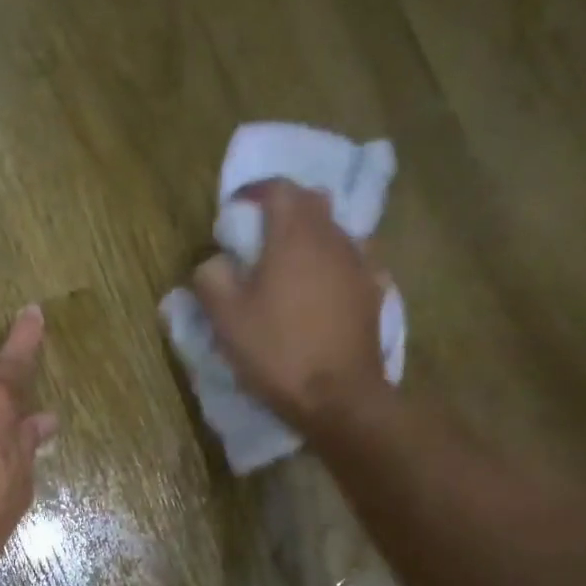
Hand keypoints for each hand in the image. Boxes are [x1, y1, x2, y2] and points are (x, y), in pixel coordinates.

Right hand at [192, 180, 388, 431]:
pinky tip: (320, 292)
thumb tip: (213, 262)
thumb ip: (211, 278)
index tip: (234, 214)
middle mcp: (333, 237)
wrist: (339, 396)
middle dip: (284, 211)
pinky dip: (332, 266)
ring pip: (333, 232)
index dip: (254, 194)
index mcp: (294, 235)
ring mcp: (360, 264)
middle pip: (311, 203)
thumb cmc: (278, 351)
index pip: (278, 188)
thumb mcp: (226, 318)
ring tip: (289, 268)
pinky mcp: (374, 293)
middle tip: (259, 238)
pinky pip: (351, 263)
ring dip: (310, 238)